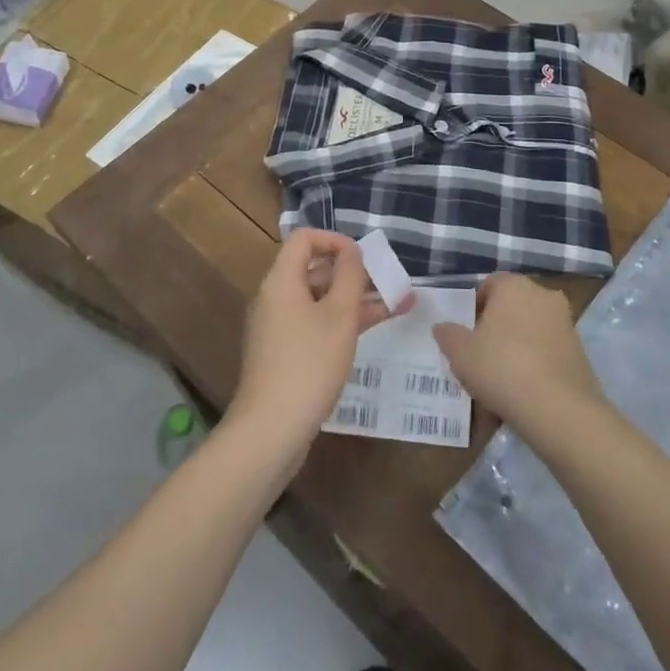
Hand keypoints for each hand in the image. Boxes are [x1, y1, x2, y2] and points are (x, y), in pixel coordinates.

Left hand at [229, 230, 408, 451]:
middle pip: (314, 270)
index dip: (335, 240)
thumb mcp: (339, 316)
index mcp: (281, 281)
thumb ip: (349, 277)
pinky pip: (316, 324)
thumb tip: (352, 251)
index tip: (363, 257)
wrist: (271, 431)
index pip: (304, 239)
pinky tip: (375, 328)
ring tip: (399, 303)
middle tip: (389, 281)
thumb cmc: (309, 364)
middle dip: (354, 274)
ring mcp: (279, 328)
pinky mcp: (285, 354)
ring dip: (356, 299)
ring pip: (320, 301)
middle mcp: (275, 298)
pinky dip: (343, 322)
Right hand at [432, 272, 603, 434]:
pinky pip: (548, 351)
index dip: (474, 308)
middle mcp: (543, 295)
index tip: (466, 333)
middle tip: (481, 354)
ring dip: (518, 345)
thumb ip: (448, 335)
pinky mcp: (580, 351)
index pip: (489, 285)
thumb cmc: (501, 367)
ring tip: (501, 377)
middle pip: (512, 306)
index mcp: (514, 286)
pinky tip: (524, 390)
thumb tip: (442, 327)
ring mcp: (566, 322)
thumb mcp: (460, 353)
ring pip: (532, 329)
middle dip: (497, 326)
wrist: (558, 408)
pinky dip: (536, 363)